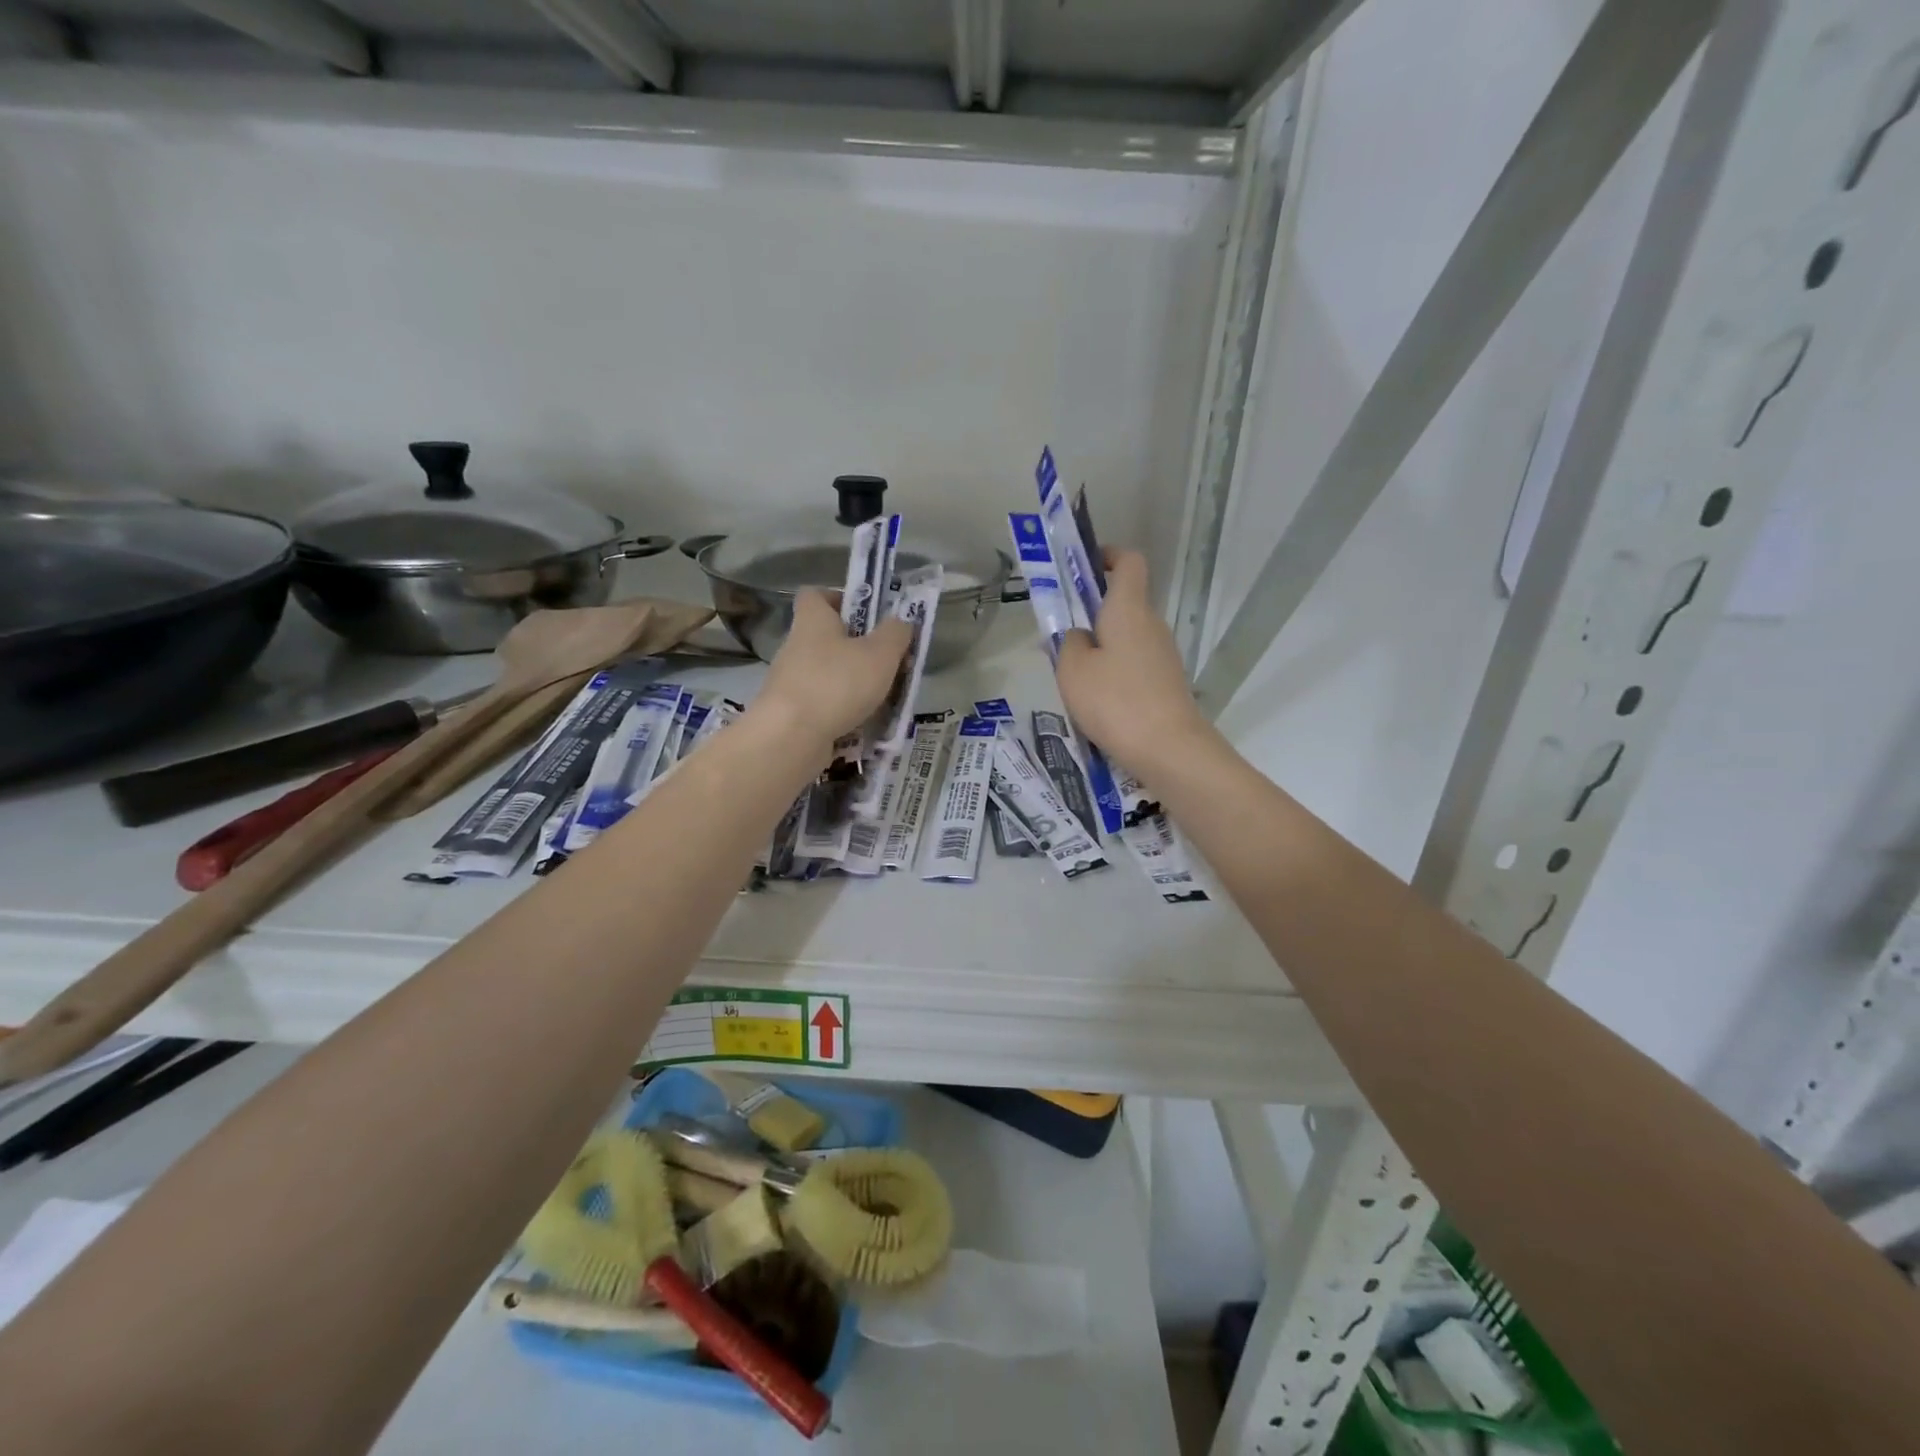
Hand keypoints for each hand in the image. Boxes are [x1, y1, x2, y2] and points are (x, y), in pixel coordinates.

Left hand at [755, 590, 912, 752]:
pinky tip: (865, 723)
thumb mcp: (880, 654)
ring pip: (828, 674)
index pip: (816, 594)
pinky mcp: (791, 713)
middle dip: (858, 648)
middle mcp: (796, 646)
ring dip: (854, 683)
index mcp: (813, 620)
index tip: (867, 614)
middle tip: (888, 662)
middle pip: (827, 637)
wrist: (790, 738)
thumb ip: (895, 633)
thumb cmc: (837, 683)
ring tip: (884, 697)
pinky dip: (843, 711)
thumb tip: (900, 622)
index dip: (841, 598)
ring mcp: (791, 682)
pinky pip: (823, 704)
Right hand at [1055, 549, 1212, 780]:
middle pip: (1123, 603)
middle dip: (1092, 613)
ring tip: (1073, 676)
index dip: (1108, 557)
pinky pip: (1134, 664)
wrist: (1168, 749)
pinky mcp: (1166, 683)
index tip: (1083, 568)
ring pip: (1127, 637)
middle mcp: (1151, 624)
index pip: (1129, 562)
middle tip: (1061, 636)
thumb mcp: (1073, 670)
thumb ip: (1069, 643)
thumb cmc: (1115, 701)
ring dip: (1101, 647)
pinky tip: (1096, 700)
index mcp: (1128, 609)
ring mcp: (1163, 655)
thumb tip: (1079, 636)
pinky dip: (1114, 671)